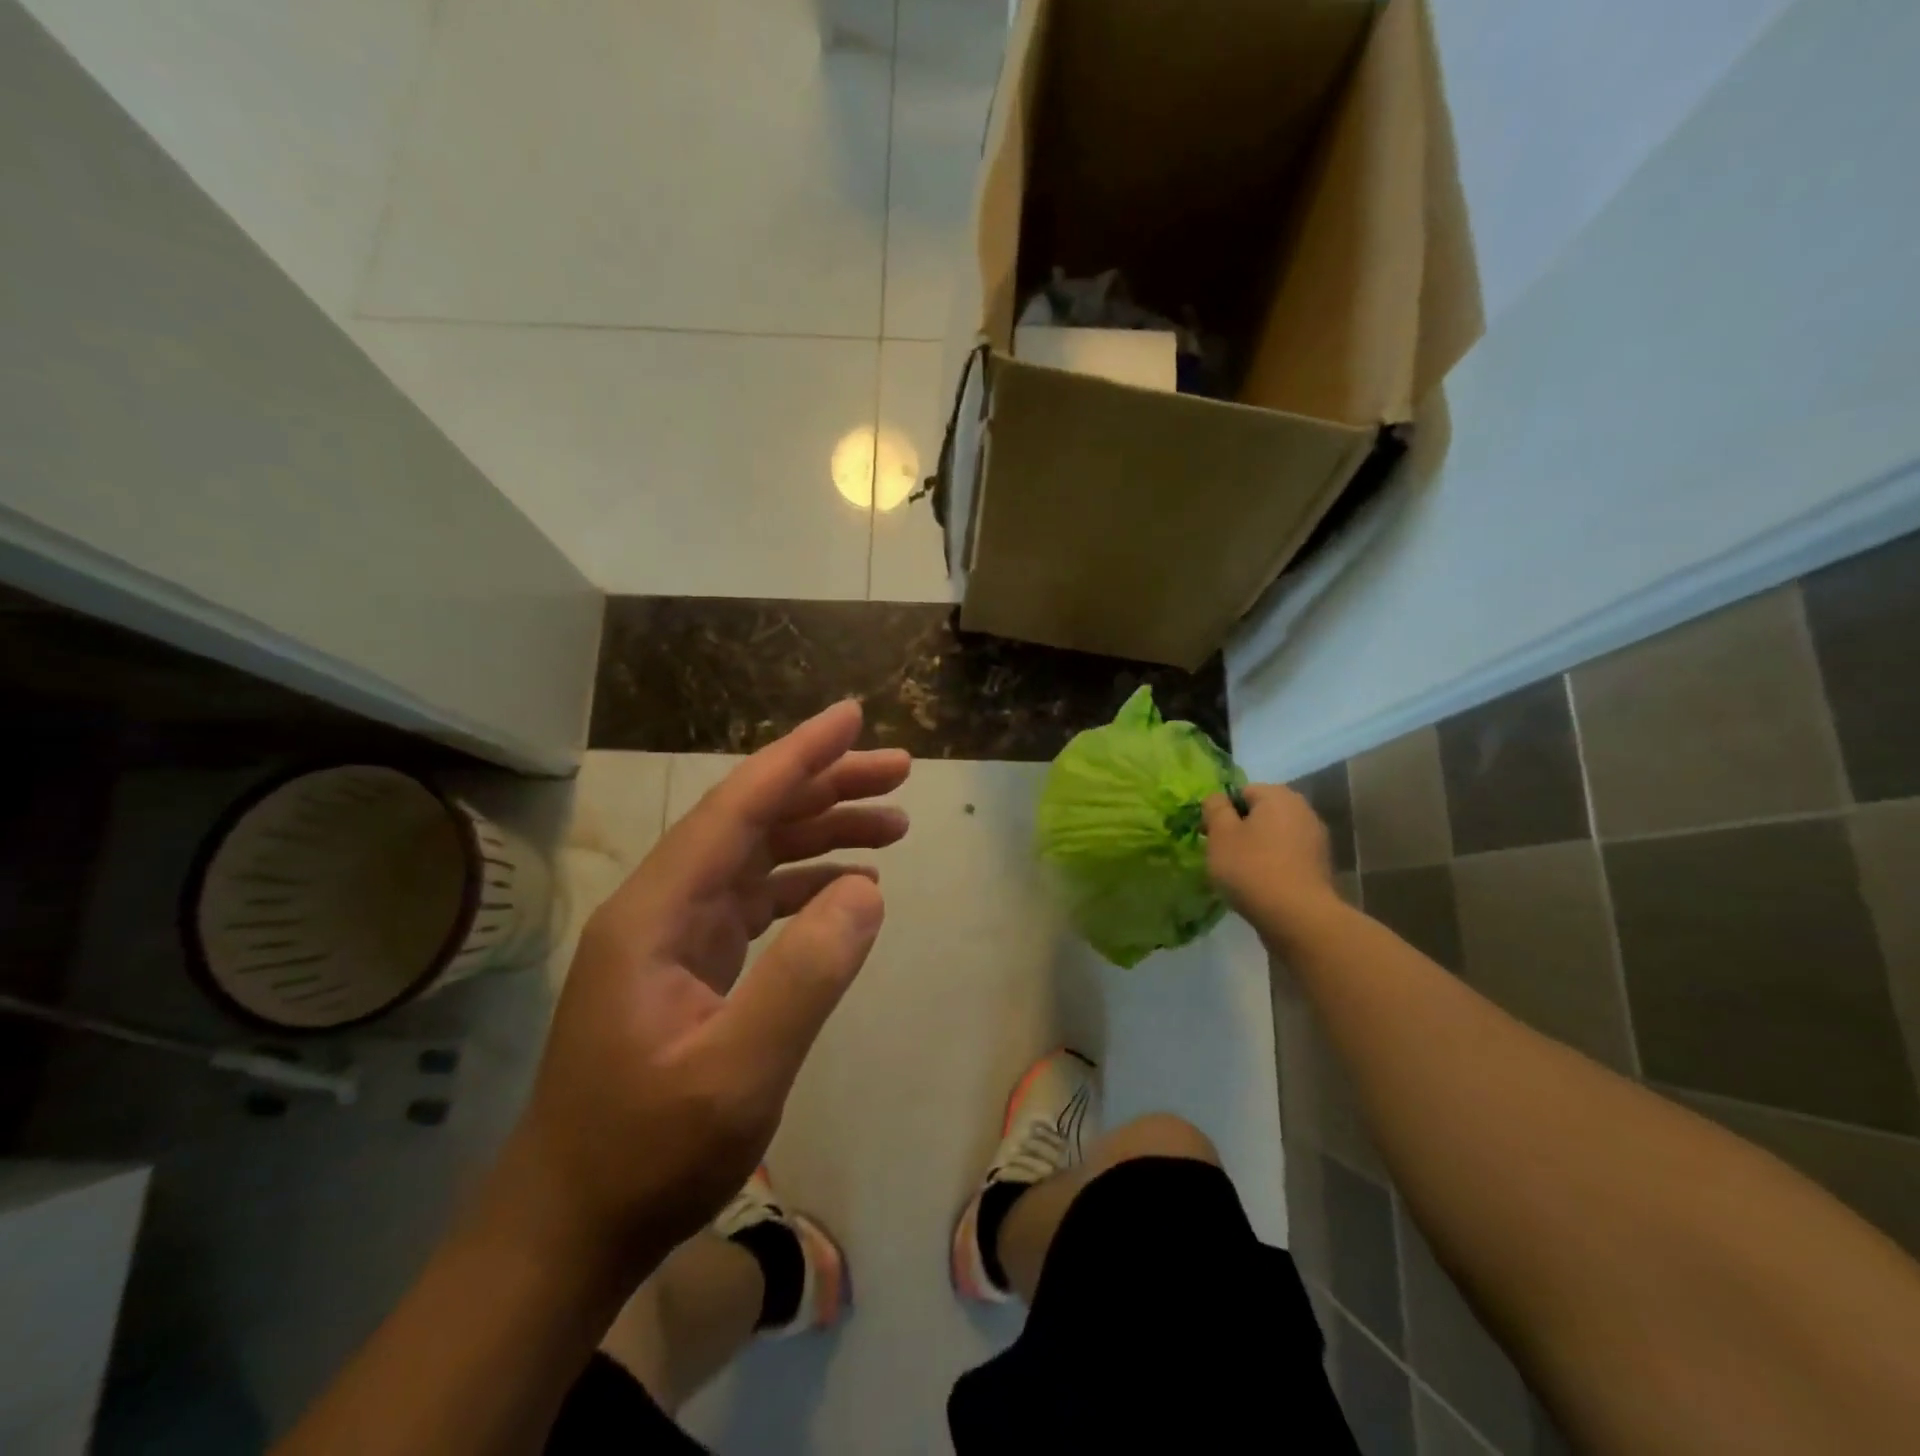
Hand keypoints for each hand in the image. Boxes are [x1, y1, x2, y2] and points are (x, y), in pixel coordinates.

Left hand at [507, 700, 909, 1271]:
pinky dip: (808, 884)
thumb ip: (804, 976)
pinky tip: (851, 887)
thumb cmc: (646, 1154)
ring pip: (760, 856)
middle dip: (826, 786)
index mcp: (658, 911)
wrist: (569, 1228)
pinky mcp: (691, 963)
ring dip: (823, 832)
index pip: (738, 808)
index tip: (853, 716)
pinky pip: (759, 900)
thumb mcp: (736, 1073)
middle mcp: (663, 906)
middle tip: (898, 771)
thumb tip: (867, 888)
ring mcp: (676, 935)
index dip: (799, 756)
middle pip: (753, 820)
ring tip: (894, 823)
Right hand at [1201, 784, 1342, 946]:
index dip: (1222, 812)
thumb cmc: (1252, 868)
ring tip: (1240, 873)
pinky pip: (1287, 857)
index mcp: (1278, 796)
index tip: (1210, 836)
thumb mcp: (1220, 834)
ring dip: (1257, 848)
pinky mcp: (1320, 866)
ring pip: (1274, 836)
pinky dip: (1273, 865)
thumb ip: (1215, 808)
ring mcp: (1316, 839)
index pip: (1241, 792)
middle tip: (1222, 855)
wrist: (1298, 917)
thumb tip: (1217, 797)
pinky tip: (1261, 886)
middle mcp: (1302, 810)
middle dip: (1240, 830)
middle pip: (1260, 813)